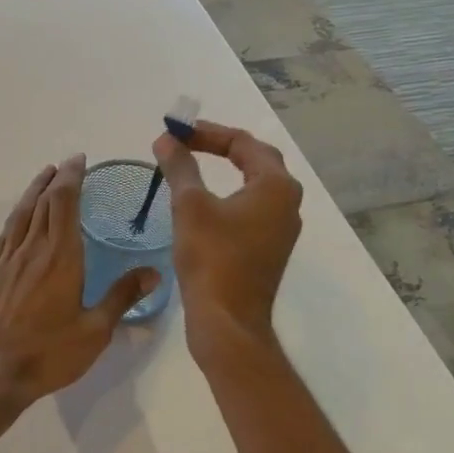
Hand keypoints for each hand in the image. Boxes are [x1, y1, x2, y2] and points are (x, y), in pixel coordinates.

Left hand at [0, 156, 159, 403]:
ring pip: (20, 215)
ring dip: (32, 192)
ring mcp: (5, 261)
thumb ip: (121, 297)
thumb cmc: (48, 354)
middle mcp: (31, 249)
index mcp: (59, 256)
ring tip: (42, 178)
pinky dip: (15, 218)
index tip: (79, 161)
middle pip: (41, 202)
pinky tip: (18, 220)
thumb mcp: (94, 331)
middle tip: (65, 165)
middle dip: (54, 179)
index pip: (64, 202)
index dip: (71, 177)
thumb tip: (154, 272)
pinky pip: (4, 235)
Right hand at [152, 121, 302, 347]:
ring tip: (191, 164)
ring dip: (224, 169)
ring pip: (254, 184)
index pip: (243, 142)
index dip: (207, 132)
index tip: (176, 132)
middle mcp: (287, 202)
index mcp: (276, 185)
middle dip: (219, 146)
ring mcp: (282, 227)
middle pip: (255, 159)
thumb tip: (166, 139)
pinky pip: (251, 206)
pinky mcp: (269, 247)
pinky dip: (228, 193)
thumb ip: (179, 166)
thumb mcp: (189, 205)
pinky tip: (204, 201)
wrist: (227, 320)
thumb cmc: (211, 257)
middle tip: (185, 142)